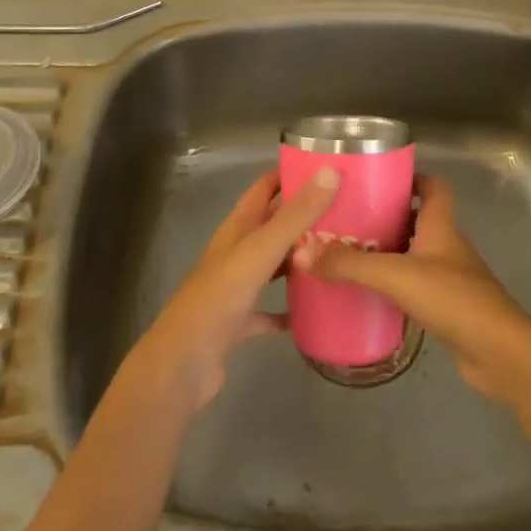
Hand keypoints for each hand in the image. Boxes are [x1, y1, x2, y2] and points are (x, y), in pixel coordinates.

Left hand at [129, 167, 340, 409]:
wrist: (183, 363)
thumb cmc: (219, 298)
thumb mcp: (260, 251)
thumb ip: (295, 216)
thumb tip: (330, 171)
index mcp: (237, 228)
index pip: (265, 188)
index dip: (290, 174)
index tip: (327, 167)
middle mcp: (236, 251)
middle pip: (273, 225)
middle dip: (304, 217)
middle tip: (347, 213)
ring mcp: (237, 287)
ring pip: (274, 265)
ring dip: (300, 259)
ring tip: (338, 255)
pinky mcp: (240, 321)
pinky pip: (270, 309)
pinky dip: (290, 308)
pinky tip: (314, 311)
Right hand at [291, 175, 530, 403]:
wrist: (500, 354)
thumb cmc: (453, 299)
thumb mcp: (394, 275)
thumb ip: (349, 265)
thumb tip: (302, 253)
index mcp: (441, 226)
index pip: (434, 187)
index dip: (412, 177)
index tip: (379, 179)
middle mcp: (448, 247)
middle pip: (419, 220)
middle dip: (387, 217)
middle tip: (349, 220)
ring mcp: (451, 279)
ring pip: (415, 255)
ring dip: (388, 253)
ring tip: (349, 256)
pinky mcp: (449, 309)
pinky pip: (416, 287)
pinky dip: (394, 287)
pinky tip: (370, 296)